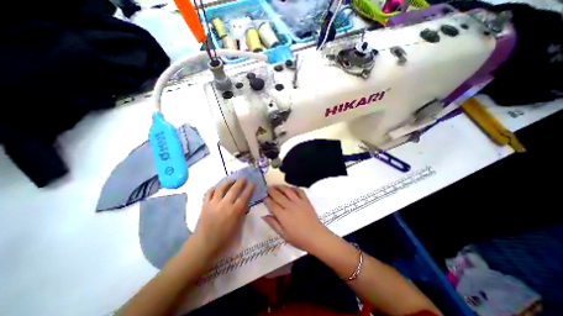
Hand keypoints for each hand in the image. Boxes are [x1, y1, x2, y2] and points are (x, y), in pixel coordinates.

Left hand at [195, 179, 253, 260]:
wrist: (204, 244)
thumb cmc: (224, 238)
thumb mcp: (237, 227)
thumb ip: (242, 213)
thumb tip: (245, 204)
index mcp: (234, 211)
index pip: (244, 196)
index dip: (249, 188)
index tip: (252, 183)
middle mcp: (225, 204)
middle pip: (234, 189)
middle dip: (240, 182)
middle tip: (243, 177)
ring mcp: (214, 203)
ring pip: (221, 188)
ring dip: (227, 182)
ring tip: (231, 179)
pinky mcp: (205, 205)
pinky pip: (208, 193)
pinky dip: (213, 189)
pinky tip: (216, 188)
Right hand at [263, 186, 328, 251]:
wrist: (316, 237)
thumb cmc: (298, 238)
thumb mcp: (283, 235)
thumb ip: (273, 224)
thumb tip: (263, 215)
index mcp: (283, 215)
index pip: (272, 204)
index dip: (266, 199)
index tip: (262, 196)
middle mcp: (290, 206)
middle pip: (278, 195)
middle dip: (271, 190)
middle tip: (267, 187)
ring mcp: (299, 202)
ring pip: (288, 190)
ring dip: (280, 186)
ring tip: (276, 185)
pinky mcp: (306, 200)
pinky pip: (299, 190)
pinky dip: (293, 187)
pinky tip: (290, 188)